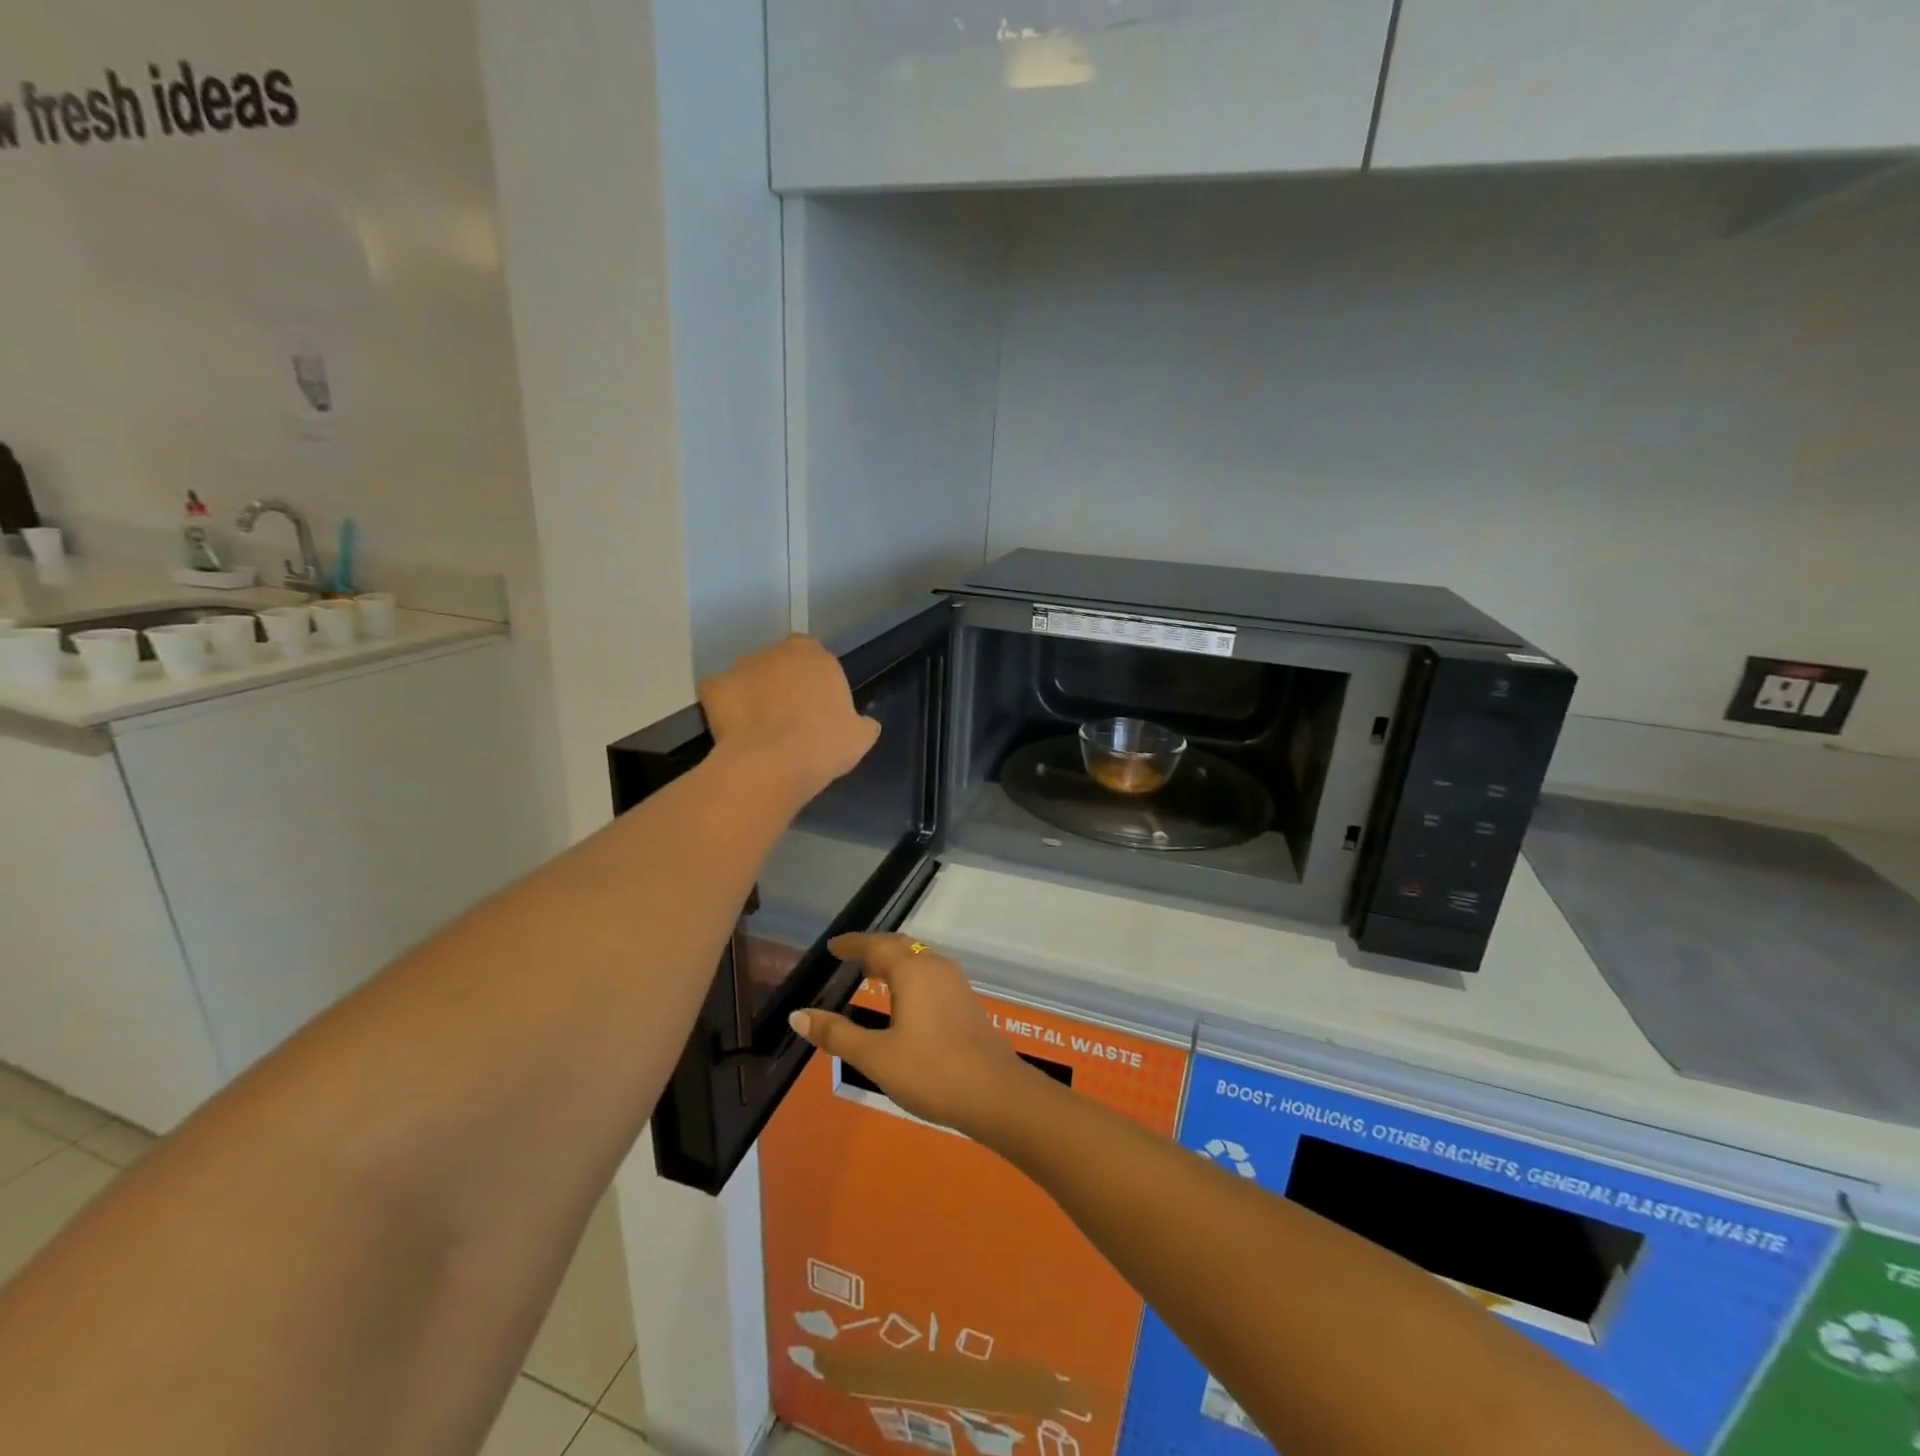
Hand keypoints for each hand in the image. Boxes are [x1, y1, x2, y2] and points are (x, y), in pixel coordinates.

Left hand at [699, 636, 880, 805]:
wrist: (774, 763)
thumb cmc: (825, 744)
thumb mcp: (861, 737)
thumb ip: (861, 723)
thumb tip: (863, 724)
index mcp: (816, 655)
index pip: (815, 657)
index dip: (814, 682)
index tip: (816, 707)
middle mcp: (777, 651)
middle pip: (779, 664)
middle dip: (781, 684)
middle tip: (787, 718)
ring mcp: (741, 667)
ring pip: (748, 677)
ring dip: (752, 694)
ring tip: (758, 730)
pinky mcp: (713, 688)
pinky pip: (720, 695)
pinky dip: (724, 708)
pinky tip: (733, 732)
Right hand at [790, 934, 1037, 1139]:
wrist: (995, 1094)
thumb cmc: (930, 1072)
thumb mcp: (876, 1056)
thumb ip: (837, 1034)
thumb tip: (798, 1015)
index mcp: (913, 971)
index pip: (875, 945)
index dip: (852, 944)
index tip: (833, 946)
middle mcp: (936, 967)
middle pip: (901, 947)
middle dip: (874, 949)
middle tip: (851, 957)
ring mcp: (956, 983)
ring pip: (919, 960)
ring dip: (895, 962)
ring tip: (874, 976)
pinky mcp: (967, 1002)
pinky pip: (932, 975)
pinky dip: (911, 977)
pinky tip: (906, 1001)